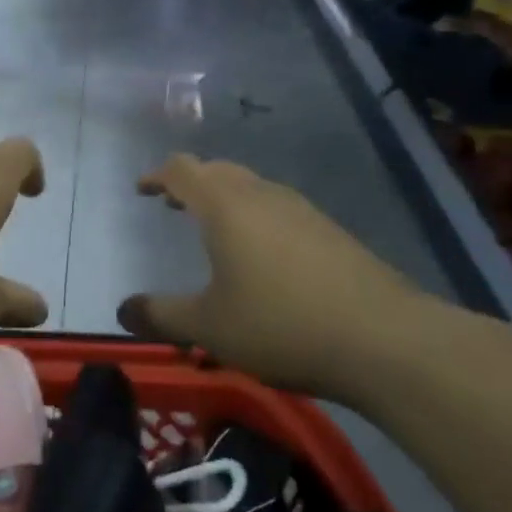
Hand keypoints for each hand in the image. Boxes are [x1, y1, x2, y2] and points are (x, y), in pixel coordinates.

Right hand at [118, 154, 436, 403]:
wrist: (387, 341)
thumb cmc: (281, 325)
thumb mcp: (209, 328)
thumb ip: (161, 316)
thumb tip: (124, 310)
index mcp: (226, 207)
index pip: (183, 170)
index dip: (157, 175)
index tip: (141, 190)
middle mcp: (263, 196)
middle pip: (219, 171)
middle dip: (191, 183)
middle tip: (172, 204)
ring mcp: (303, 212)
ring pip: (253, 188)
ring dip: (225, 199)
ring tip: (213, 229)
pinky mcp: (332, 233)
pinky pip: (280, 210)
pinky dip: (255, 217)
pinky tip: (263, 257)